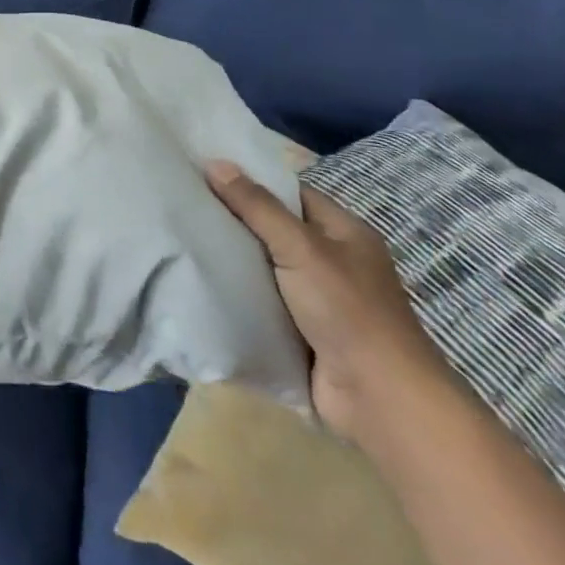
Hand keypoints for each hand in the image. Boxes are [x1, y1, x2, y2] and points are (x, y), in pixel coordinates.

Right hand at [207, 161, 452, 443]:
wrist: (380, 401)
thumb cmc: (348, 310)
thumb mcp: (301, 248)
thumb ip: (256, 206)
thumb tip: (214, 163)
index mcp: (344, 232)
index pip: (290, 193)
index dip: (251, 181)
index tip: (206, 172)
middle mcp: (333, 261)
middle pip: (274, 229)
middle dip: (236, 220)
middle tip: (187, 202)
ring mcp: (319, 299)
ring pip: (265, 267)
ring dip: (234, 260)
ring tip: (184, 237)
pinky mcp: (302, 332)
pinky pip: (263, 301)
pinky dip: (239, 295)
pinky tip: (203, 282)